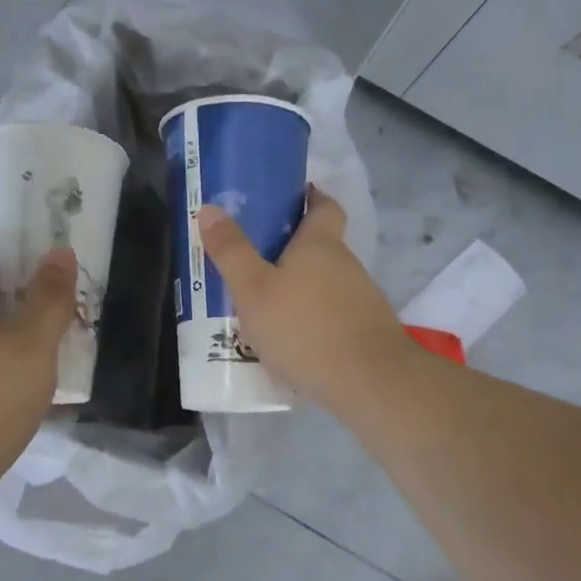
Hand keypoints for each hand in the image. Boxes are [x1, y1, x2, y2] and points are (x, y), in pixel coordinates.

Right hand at [196, 188, 412, 414]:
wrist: (370, 383)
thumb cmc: (305, 328)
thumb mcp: (254, 290)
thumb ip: (231, 252)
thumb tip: (210, 208)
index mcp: (320, 244)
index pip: (325, 206)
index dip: (310, 197)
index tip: (291, 197)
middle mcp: (346, 264)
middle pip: (321, 246)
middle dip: (292, 249)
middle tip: (255, 260)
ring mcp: (362, 298)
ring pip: (326, 282)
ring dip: (301, 287)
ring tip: (266, 305)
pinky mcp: (367, 330)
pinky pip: (334, 313)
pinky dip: (314, 317)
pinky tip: (293, 339)